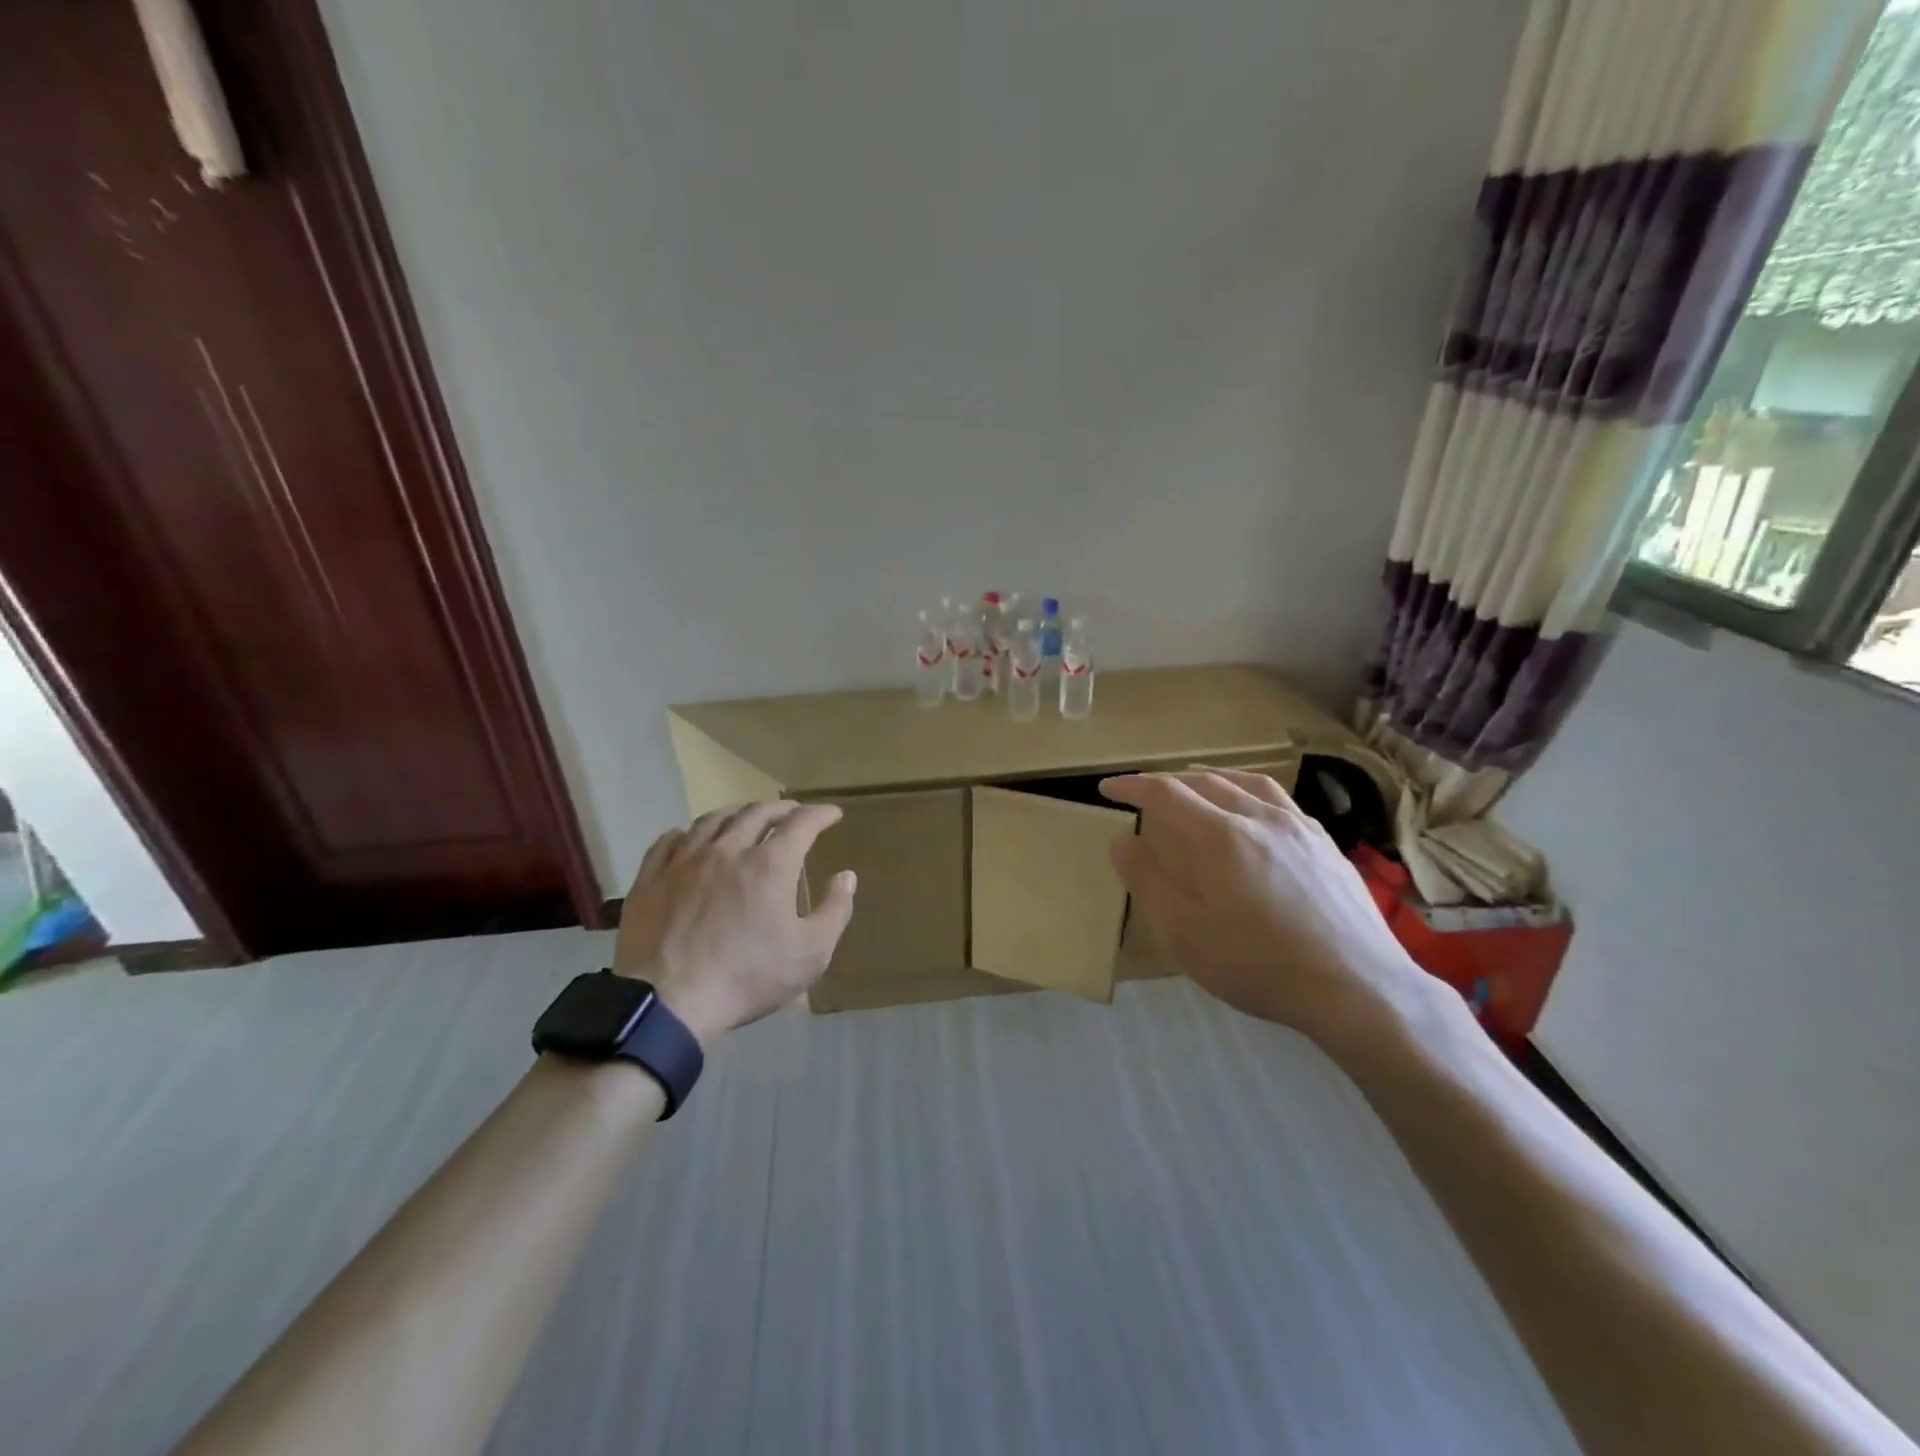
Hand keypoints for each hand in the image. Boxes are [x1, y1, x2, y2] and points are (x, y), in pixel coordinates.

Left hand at [612, 802, 856, 1045]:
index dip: (820, 814)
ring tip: (745, 819)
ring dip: (736, 814)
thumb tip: (846, 876)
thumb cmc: (747, 978)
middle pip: (756, 813)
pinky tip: (688, 838)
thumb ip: (834, 910)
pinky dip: (686, 833)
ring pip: (712, 820)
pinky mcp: (650, 879)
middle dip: (780, 808)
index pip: (801, 823)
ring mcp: (684, 861)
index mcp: (770, 864)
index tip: (832, 814)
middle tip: (792, 813)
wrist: (667, 1003)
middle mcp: (728, 850)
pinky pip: (667, 842)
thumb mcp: (810, 954)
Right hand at [1099, 770, 1430, 1046]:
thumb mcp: (1183, 933)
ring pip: (1247, 783)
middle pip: (1206, 781)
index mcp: (1219, 836)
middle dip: (1168, 780)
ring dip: (1211, 778)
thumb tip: (1122, 840)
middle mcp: (1259, 818)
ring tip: (1196, 782)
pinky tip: (1253, 812)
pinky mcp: (1325, 844)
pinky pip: (1279, 800)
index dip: (1132, 787)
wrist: (1357, 987)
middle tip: (1146, 791)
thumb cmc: (1258, 964)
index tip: (1107, 788)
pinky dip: (1249, 792)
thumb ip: (1147, 881)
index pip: (1165, 793)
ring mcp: (1298, 827)